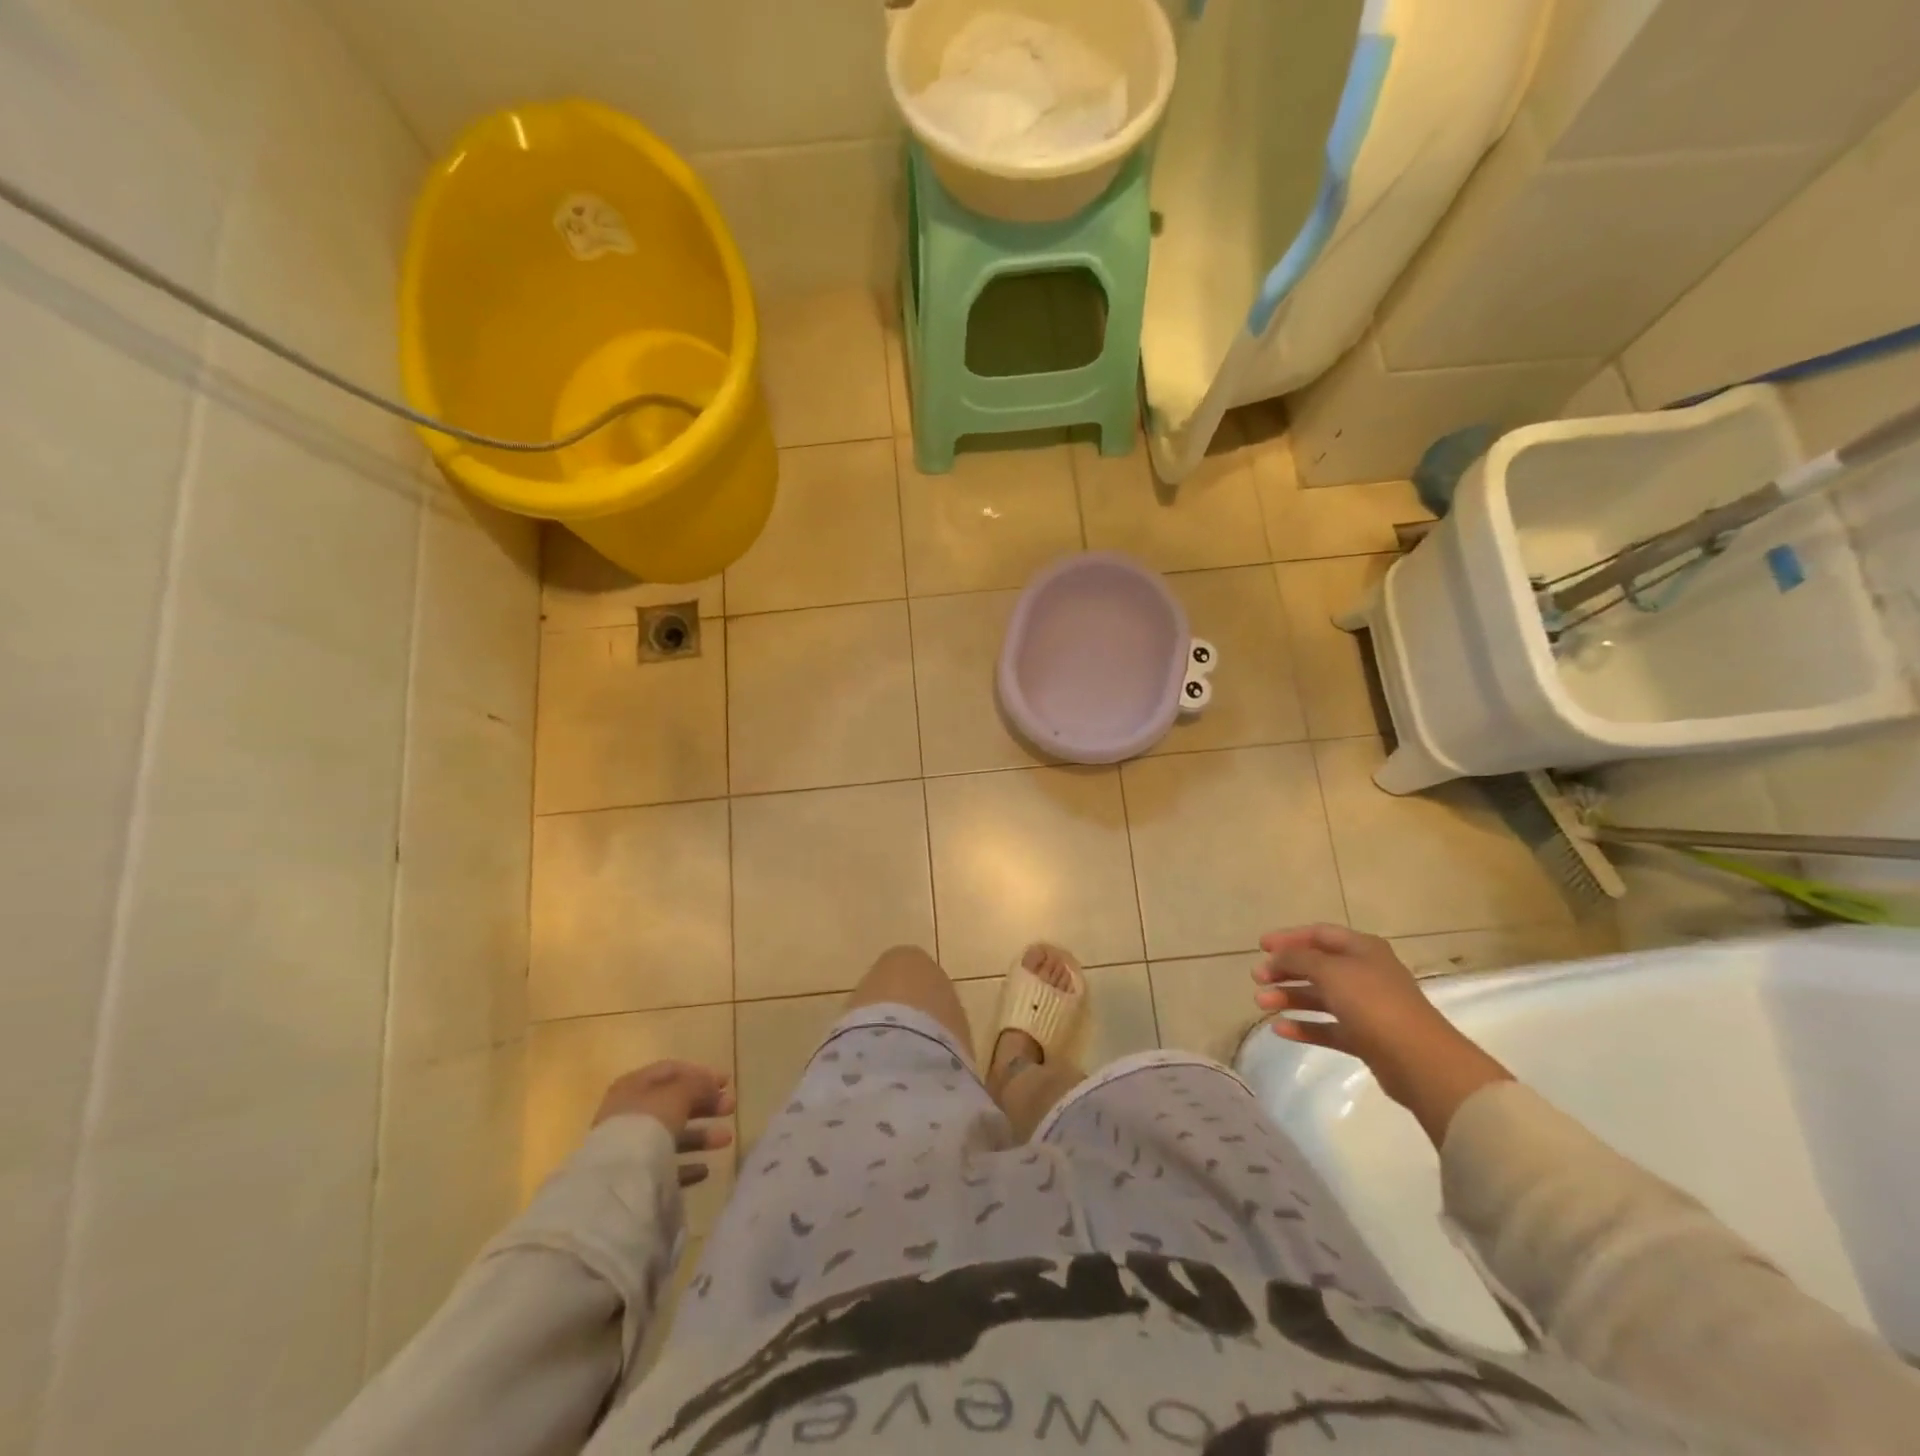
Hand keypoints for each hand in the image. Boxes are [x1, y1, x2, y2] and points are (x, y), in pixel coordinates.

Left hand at [594, 1061, 735, 1186]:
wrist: (618, 1182)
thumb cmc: (648, 1124)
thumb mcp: (678, 1093)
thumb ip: (697, 1084)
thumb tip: (712, 1084)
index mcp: (634, 1086)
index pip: (671, 1071)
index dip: (700, 1074)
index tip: (726, 1083)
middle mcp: (629, 1113)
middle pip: (674, 1103)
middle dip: (705, 1105)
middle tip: (731, 1108)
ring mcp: (630, 1147)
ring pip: (672, 1135)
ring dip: (701, 1135)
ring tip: (726, 1140)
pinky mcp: (634, 1177)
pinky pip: (665, 1166)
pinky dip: (686, 1165)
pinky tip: (705, 1170)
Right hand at [1252, 924, 1512, 1145]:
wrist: (1419, 1060)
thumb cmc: (1373, 1003)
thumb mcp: (1329, 971)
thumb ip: (1298, 959)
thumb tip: (1276, 957)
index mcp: (1363, 949)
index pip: (1319, 934)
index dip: (1289, 938)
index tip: (1260, 947)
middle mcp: (1365, 973)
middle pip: (1317, 966)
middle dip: (1285, 970)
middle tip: (1257, 978)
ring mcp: (1366, 1007)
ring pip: (1320, 997)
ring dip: (1289, 997)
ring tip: (1261, 1004)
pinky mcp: (1365, 1038)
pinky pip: (1328, 1027)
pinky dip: (1304, 1026)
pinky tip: (1280, 1029)